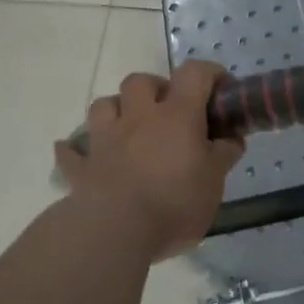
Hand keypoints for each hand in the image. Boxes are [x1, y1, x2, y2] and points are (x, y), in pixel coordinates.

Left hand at [54, 61, 244, 261]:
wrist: (115, 231)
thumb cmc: (174, 201)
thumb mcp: (214, 182)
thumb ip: (223, 155)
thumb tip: (232, 139)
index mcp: (176, 115)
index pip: (194, 74)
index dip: (210, 73)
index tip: (222, 88)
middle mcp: (138, 117)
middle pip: (140, 81)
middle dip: (156, 88)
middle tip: (170, 111)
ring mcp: (105, 139)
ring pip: (103, 105)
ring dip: (116, 109)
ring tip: (129, 127)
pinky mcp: (82, 167)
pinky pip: (71, 152)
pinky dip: (76, 150)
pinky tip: (80, 154)